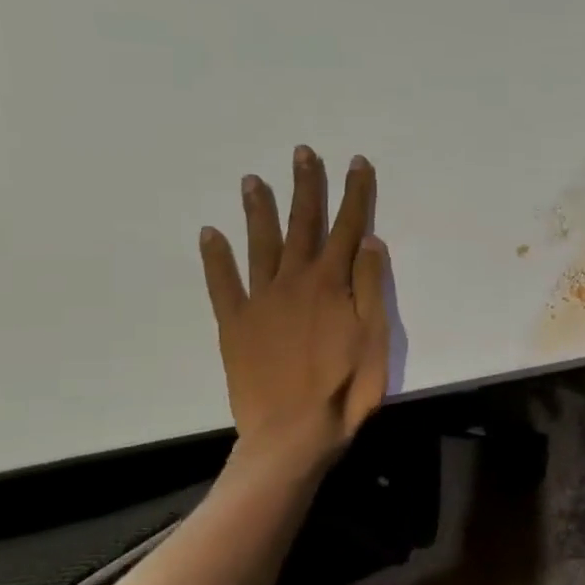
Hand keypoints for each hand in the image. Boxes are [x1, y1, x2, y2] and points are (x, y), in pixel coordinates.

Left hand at [199, 146, 390, 457]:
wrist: (293, 432)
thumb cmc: (347, 386)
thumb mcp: (375, 337)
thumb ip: (370, 286)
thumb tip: (368, 240)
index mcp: (332, 284)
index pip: (348, 227)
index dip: (355, 193)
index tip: (357, 162)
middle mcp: (294, 281)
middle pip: (303, 225)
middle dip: (306, 187)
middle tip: (303, 153)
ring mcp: (260, 300)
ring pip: (260, 244)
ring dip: (259, 210)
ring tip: (252, 180)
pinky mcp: (235, 324)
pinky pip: (222, 283)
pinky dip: (215, 257)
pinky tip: (209, 233)